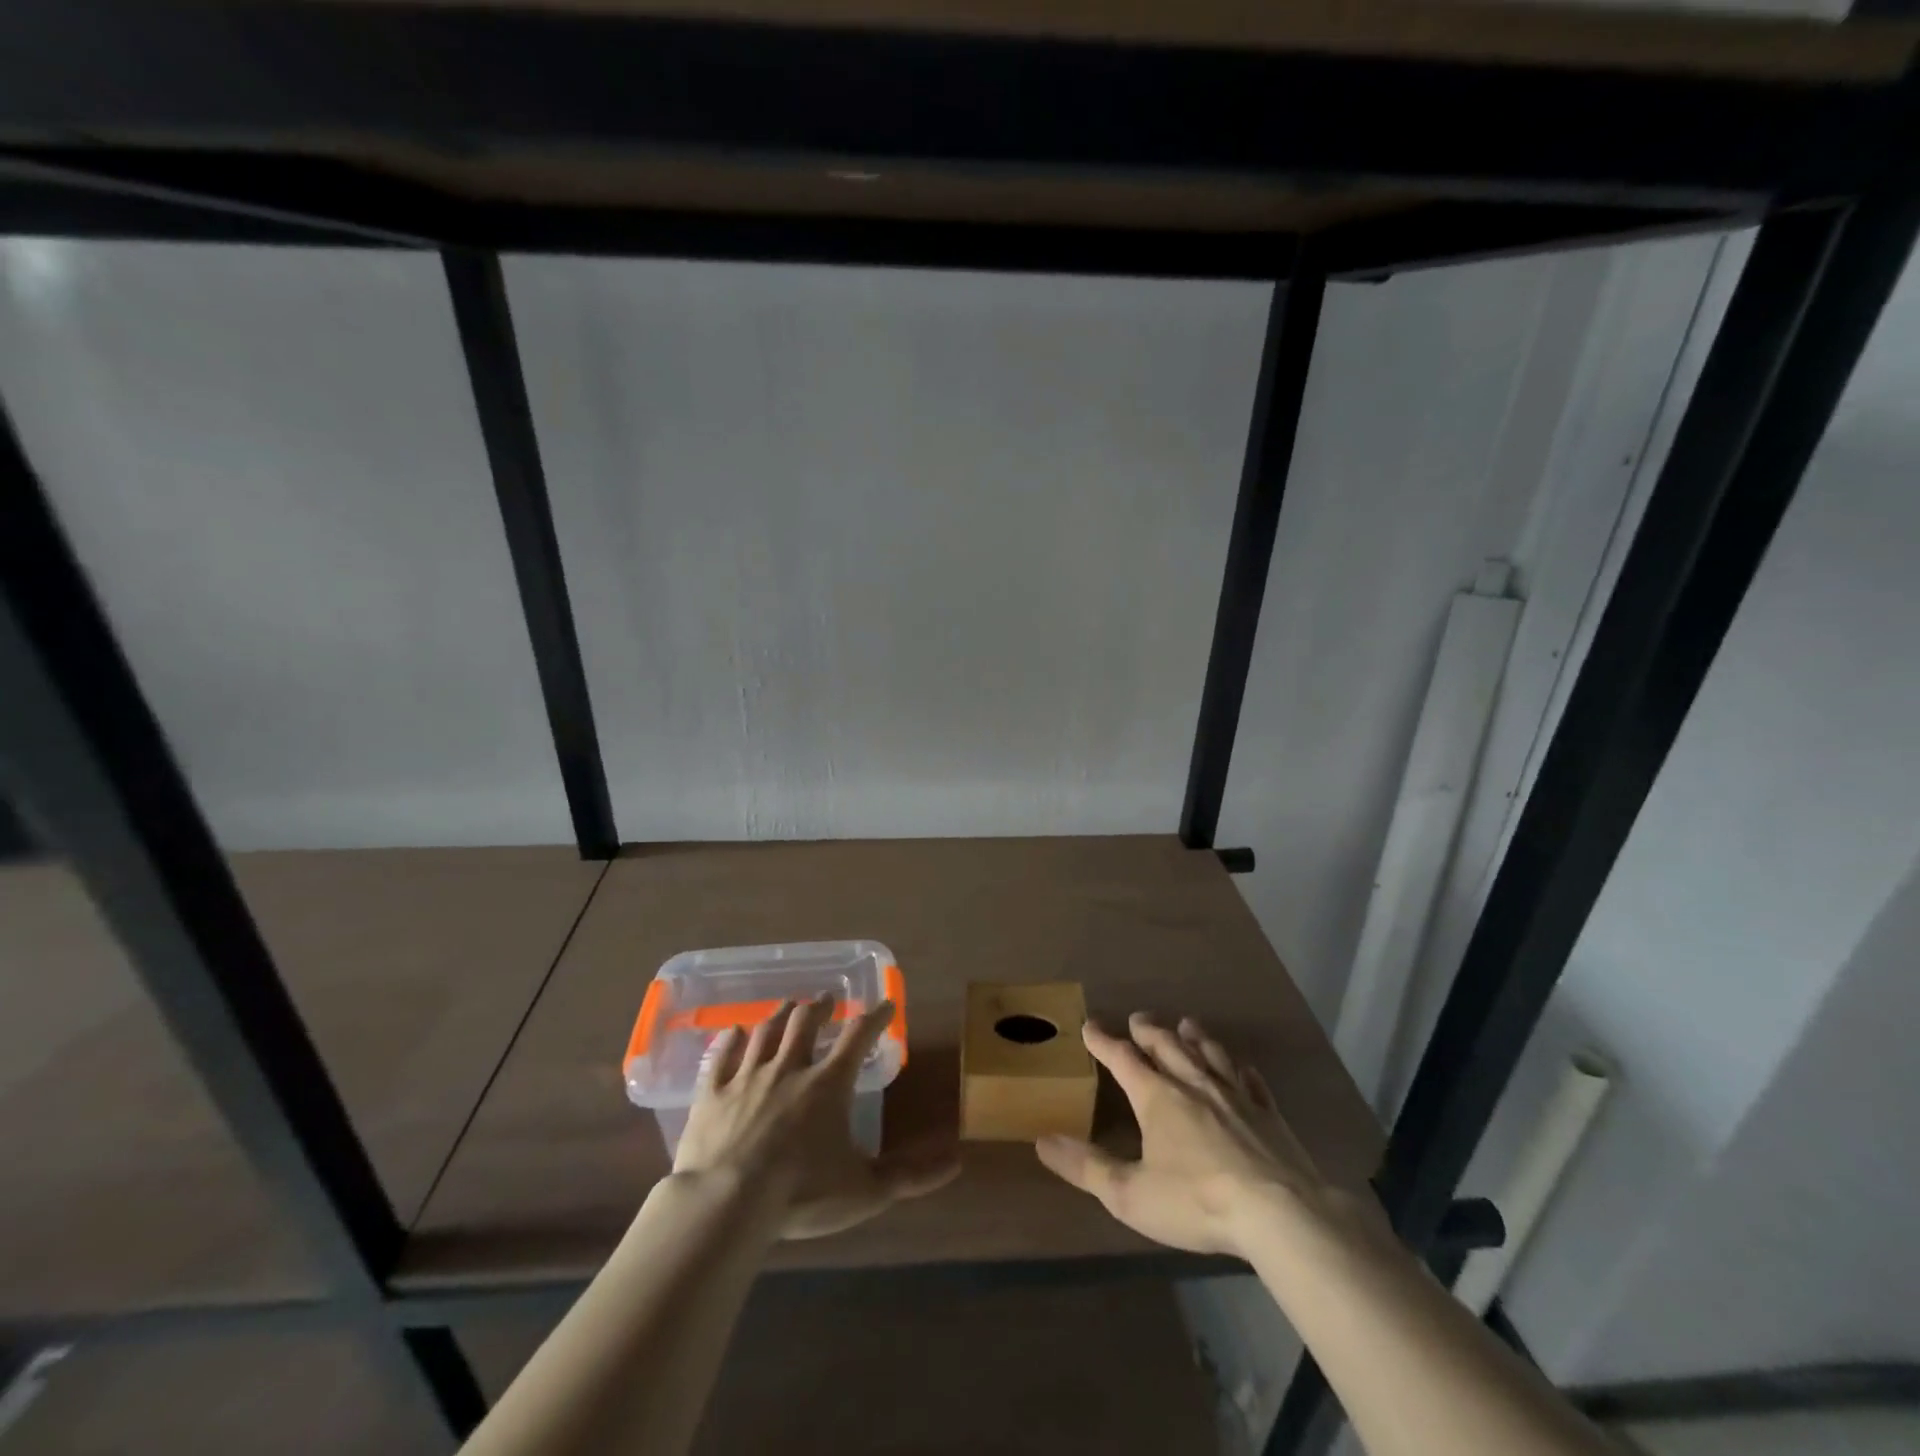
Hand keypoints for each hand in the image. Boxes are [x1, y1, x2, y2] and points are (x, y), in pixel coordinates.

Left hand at [672, 994, 957, 1240]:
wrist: (727, 1202)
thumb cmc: (802, 1193)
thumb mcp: (865, 1190)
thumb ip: (910, 1175)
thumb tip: (956, 1161)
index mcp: (828, 1084)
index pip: (858, 1037)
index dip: (874, 1018)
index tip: (886, 1004)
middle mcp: (789, 1068)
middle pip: (806, 1023)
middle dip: (820, 1007)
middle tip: (827, 1000)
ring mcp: (747, 1076)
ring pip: (766, 1031)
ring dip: (780, 1014)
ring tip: (788, 1004)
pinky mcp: (711, 1093)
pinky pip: (722, 1055)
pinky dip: (731, 1039)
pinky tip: (735, 1030)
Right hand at [1036, 1013, 1362, 1258]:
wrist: (1278, 1212)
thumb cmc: (1196, 1201)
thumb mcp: (1130, 1193)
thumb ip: (1086, 1167)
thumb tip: (1043, 1141)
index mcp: (1156, 1096)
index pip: (1122, 1058)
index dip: (1103, 1041)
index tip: (1089, 1025)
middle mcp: (1193, 1083)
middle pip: (1166, 1045)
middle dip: (1148, 1030)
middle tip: (1138, 1018)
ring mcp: (1234, 1094)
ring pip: (1209, 1053)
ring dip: (1194, 1037)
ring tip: (1186, 1024)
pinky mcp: (1268, 1113)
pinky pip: (1251, 1080)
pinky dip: (1240, 1068)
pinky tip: (1242, 1067)